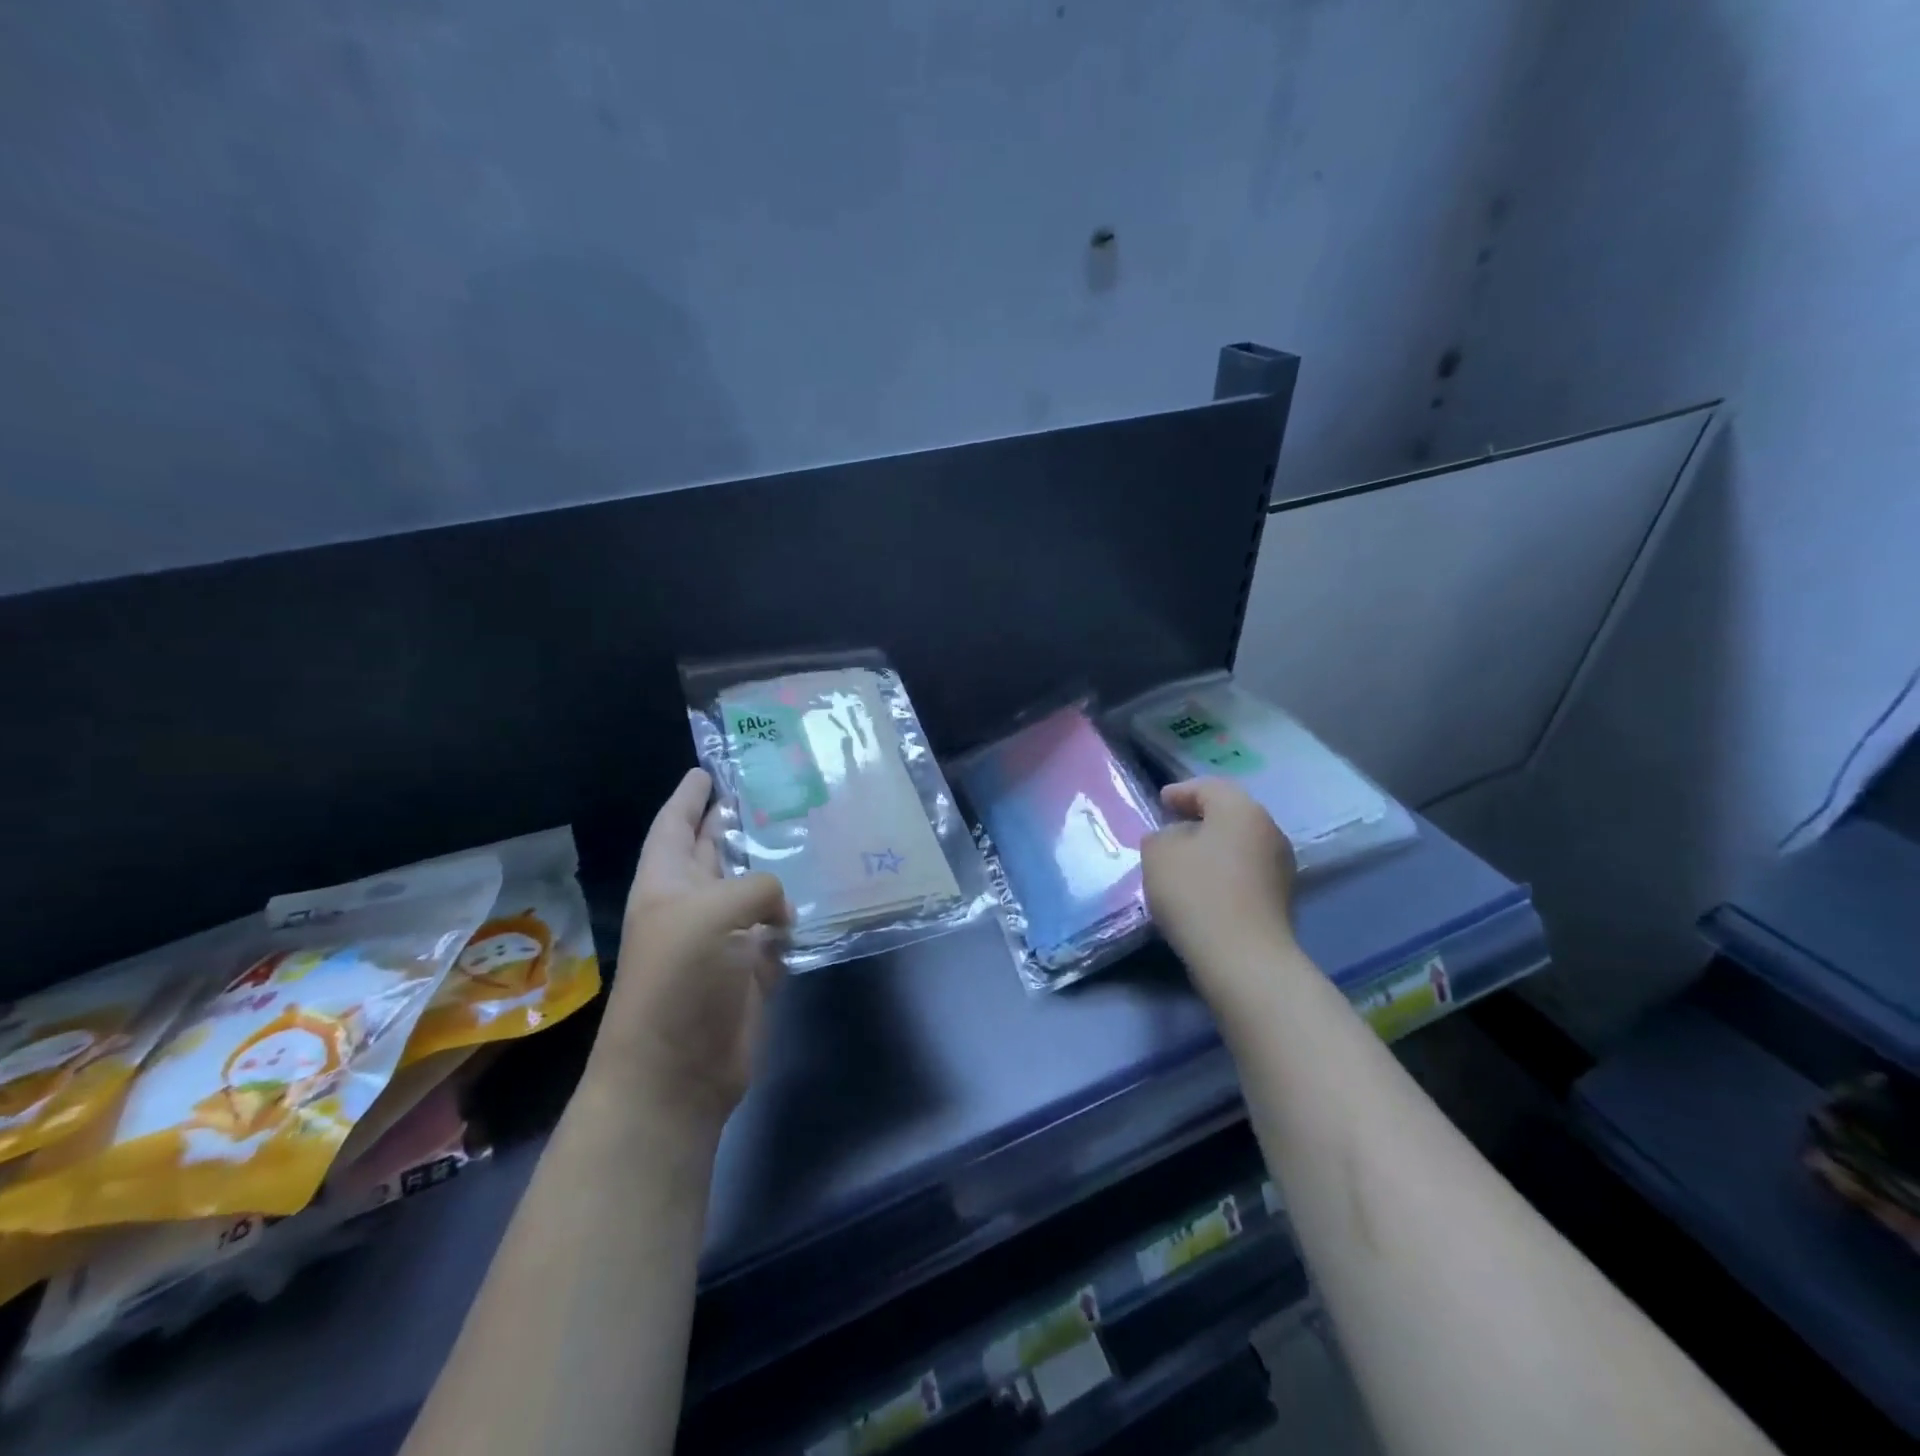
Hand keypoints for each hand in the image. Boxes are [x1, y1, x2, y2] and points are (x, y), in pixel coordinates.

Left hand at [592, 768, 790, 1131]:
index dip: (689, 796)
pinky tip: (823, 892)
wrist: (677, 1071)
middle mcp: (694, 904)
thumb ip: (756, 888)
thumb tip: (782, 911)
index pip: (674, 825)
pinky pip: (780, 929)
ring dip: (776, 865)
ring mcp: (725, 937)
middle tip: (773, 787)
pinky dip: (797, 914)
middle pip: (716, 850)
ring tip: (810, 831)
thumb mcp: (710, 914)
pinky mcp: (753, 968)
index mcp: (667, 883)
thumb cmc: (678, 980)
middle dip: (737, 820)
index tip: (708, 768)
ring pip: (754, 888)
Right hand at [1142, 778, 1298, 998]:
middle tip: (1171, 827)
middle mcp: (1269, 830)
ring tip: (1184, 861)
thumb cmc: (1196, 893)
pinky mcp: (1281, 899)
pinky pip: (1245, 872)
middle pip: (1229, 814)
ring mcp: (1281, 866)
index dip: (1181, 792)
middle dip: (1199, 819)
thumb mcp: (1158, 854)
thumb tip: (1174, 839)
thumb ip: (1161, 836)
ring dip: (1212, 848)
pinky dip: (1224, 872)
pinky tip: (1203, 888)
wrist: (1243, 958)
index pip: (1208, 787)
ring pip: (1239, 844)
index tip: (1161, 802)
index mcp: (1241, 809)